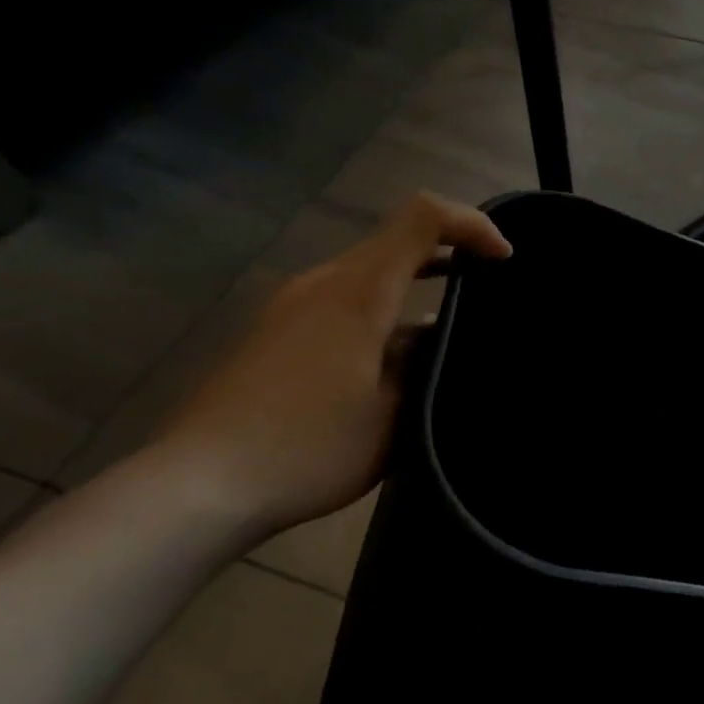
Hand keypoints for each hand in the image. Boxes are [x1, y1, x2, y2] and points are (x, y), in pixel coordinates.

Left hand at [152, 192, 511, 542]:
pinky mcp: (279, 332)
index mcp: (358, 289)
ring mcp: (295, 306)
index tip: (505, 259)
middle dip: (451, 251)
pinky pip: (346, 299)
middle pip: (397, 238)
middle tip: (492, 285)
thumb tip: (441, 337)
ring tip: (454, 320)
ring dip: (418, 282)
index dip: (471, 224)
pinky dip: (386, 307)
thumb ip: (427, 363)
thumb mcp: (393, 414)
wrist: (198, 486)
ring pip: (371, 271)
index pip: (423, 217)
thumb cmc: (308, 446)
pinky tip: (400, 355)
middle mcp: (324, 282)